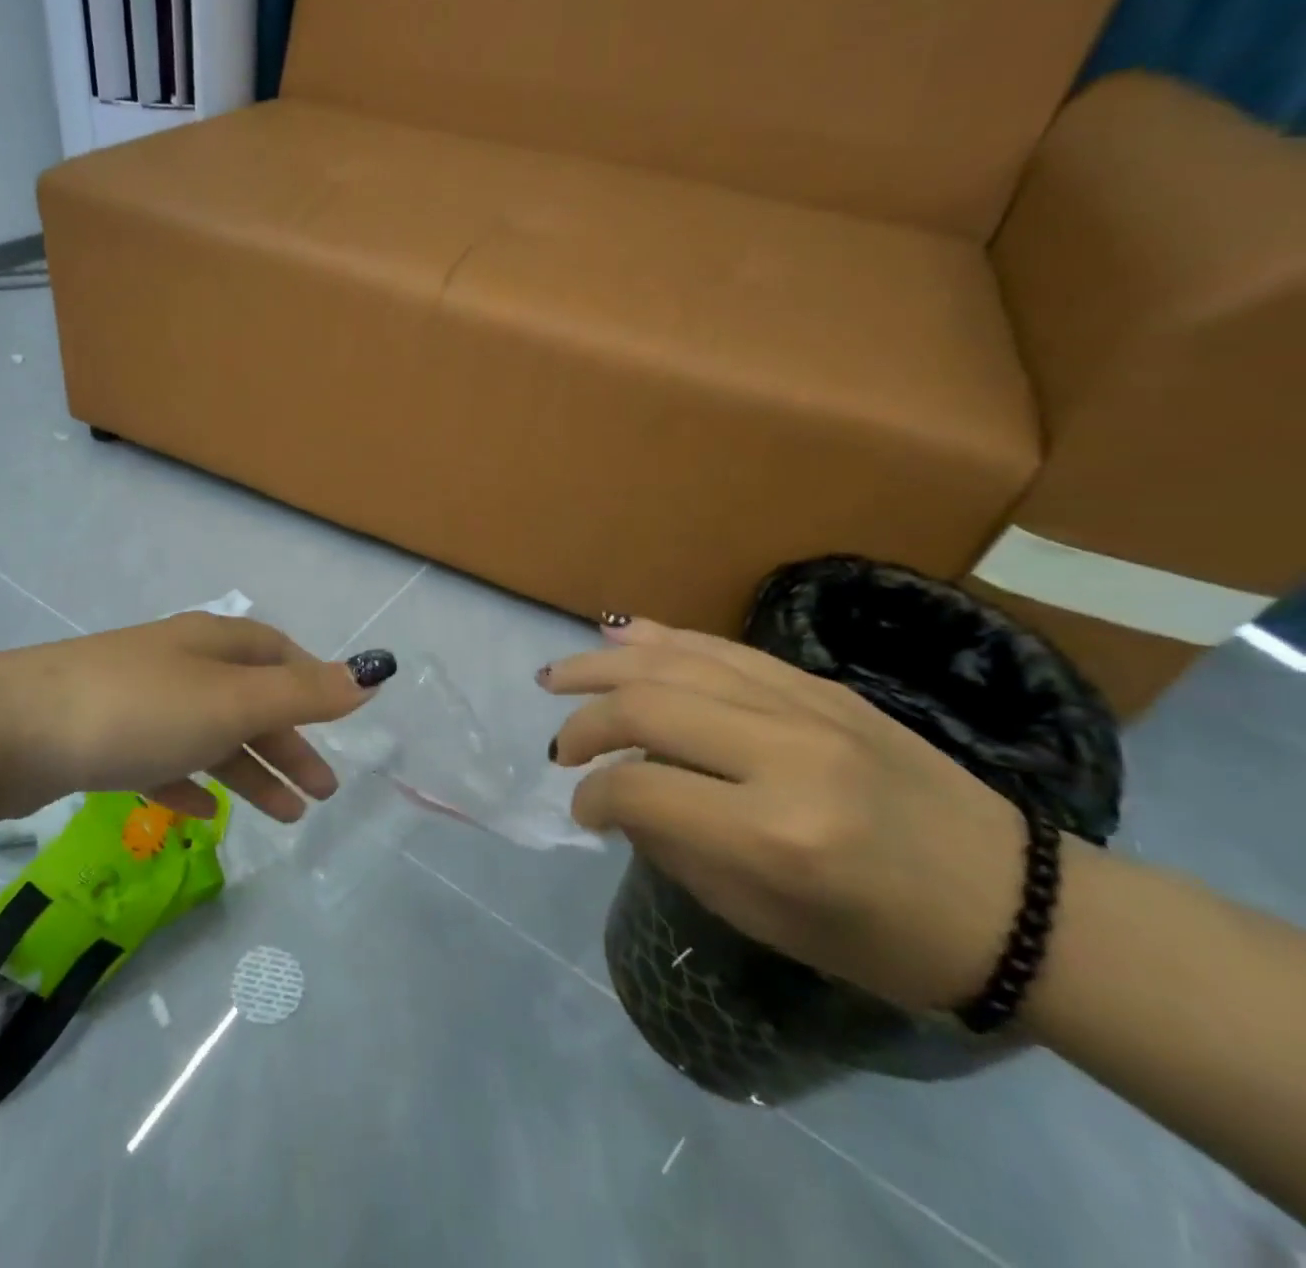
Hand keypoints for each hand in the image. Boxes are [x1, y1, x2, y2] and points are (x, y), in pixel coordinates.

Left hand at [0, 613, 395, 824]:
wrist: (4, 732)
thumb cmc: (137, 710)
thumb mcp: (232, 702)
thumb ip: (304, 694)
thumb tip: (372, 673)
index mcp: (213, 644)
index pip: (278, 654)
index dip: (312, 685)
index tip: (338, 725)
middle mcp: (180, 663)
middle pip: (249, 700)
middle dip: (289, 743)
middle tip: (322, 793)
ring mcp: (139, 700)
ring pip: (211, 735)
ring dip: (249, 771)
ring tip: (283, 816)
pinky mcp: (103, 739)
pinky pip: (164, 761)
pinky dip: (192, 783)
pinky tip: (203, 815)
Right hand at [540, 623, 1026, 1011]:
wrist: (1018, 906)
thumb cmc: (888, 941)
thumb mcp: (767, 919)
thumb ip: (679, 848)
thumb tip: (619, 795)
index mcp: (775, 834)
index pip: (642, 790)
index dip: (594, 797)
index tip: (582, 809)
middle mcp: (784, 754)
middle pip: (648, 707)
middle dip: (586, 723)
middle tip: (559, 746)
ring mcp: (807, 708)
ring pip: (677, 662)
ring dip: (605, 664)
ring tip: (557, 674)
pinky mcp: (822, 687)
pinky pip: (724, 649)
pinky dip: (663, 639)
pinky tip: (620, 634)